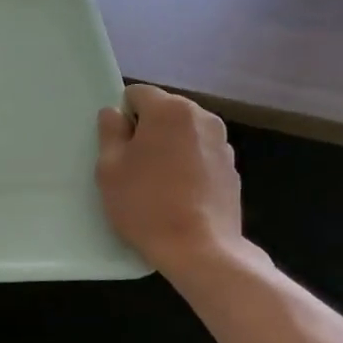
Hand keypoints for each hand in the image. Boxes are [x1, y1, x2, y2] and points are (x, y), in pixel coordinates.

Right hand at [96, 85, 251, 277]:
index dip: (123, 116)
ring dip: (169, 145)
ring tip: (158, 181)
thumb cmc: (146, 204)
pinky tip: (179, 193)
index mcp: (170, 110)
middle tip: (134, 164)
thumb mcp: (110, 168)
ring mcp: (222, 143)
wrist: (200, 248)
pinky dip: (188, 163)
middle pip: (164, 110)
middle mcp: (202, 117)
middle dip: (148, 129)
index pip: (138, 93)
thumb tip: (114, 114)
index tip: (118, 145)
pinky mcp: (232, 168)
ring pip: (184, 133)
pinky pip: (200, 154)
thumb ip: (110, 132)